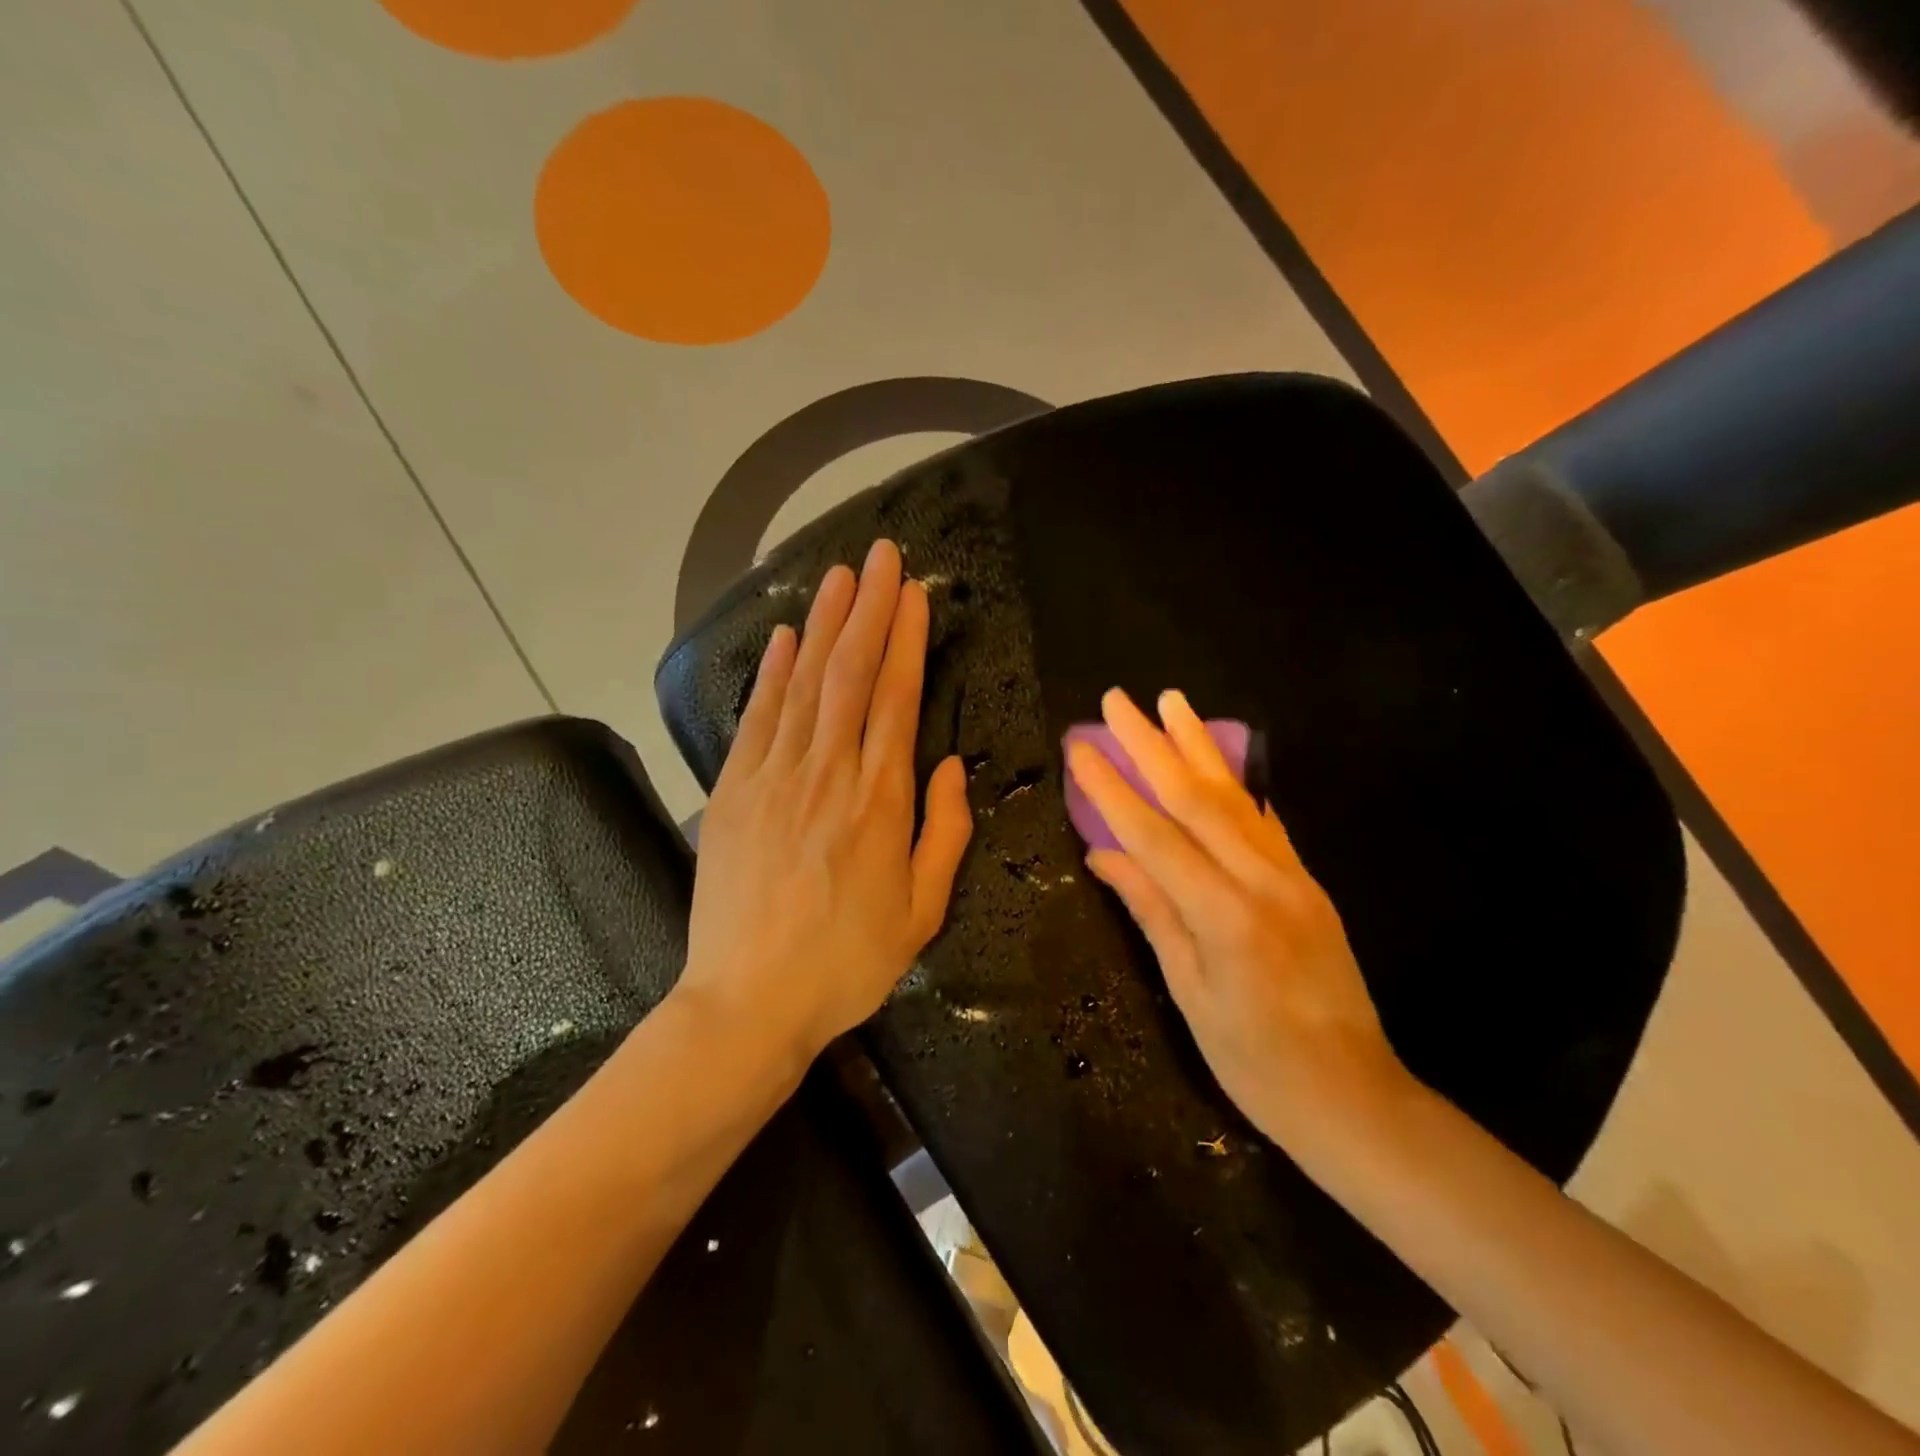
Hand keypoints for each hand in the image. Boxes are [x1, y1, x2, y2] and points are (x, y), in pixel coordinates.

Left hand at [679, 539, 972, 1068]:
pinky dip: (773, 672)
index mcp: (881, 800)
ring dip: (825, 623)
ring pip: (806, 683)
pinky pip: (759, 718)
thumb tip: (951, 764)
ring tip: (841, 575)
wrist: (748, 1001)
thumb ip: (944, 832)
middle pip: (851, 674)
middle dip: (870, 609)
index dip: (906, 639)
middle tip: (882, 555)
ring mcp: (775, 777)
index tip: (915, 593)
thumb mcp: (922, 911)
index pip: (897, 697)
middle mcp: (829, 773)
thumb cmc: (847, 963)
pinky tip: (787, 637)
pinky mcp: (734, 792)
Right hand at [1066, 688, 1412, 1155]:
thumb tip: (1102, 854)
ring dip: (1197, 745)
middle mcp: (1262, 882)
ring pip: (1236, 797)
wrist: (1355, 1097)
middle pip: (1196, 798)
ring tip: (1171, 702)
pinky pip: (1266, 822)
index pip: (1153, 835)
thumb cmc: (1255, 1062)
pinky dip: (1237, 785)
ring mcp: (1292, 878)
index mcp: (1223, 916)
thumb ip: (1150, 911)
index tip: (1080, 747)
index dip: (1111, 788)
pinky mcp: (1310, 883)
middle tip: (1118, 700)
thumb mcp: (1189, 992)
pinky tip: (1219, 760)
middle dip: (1151, 744)